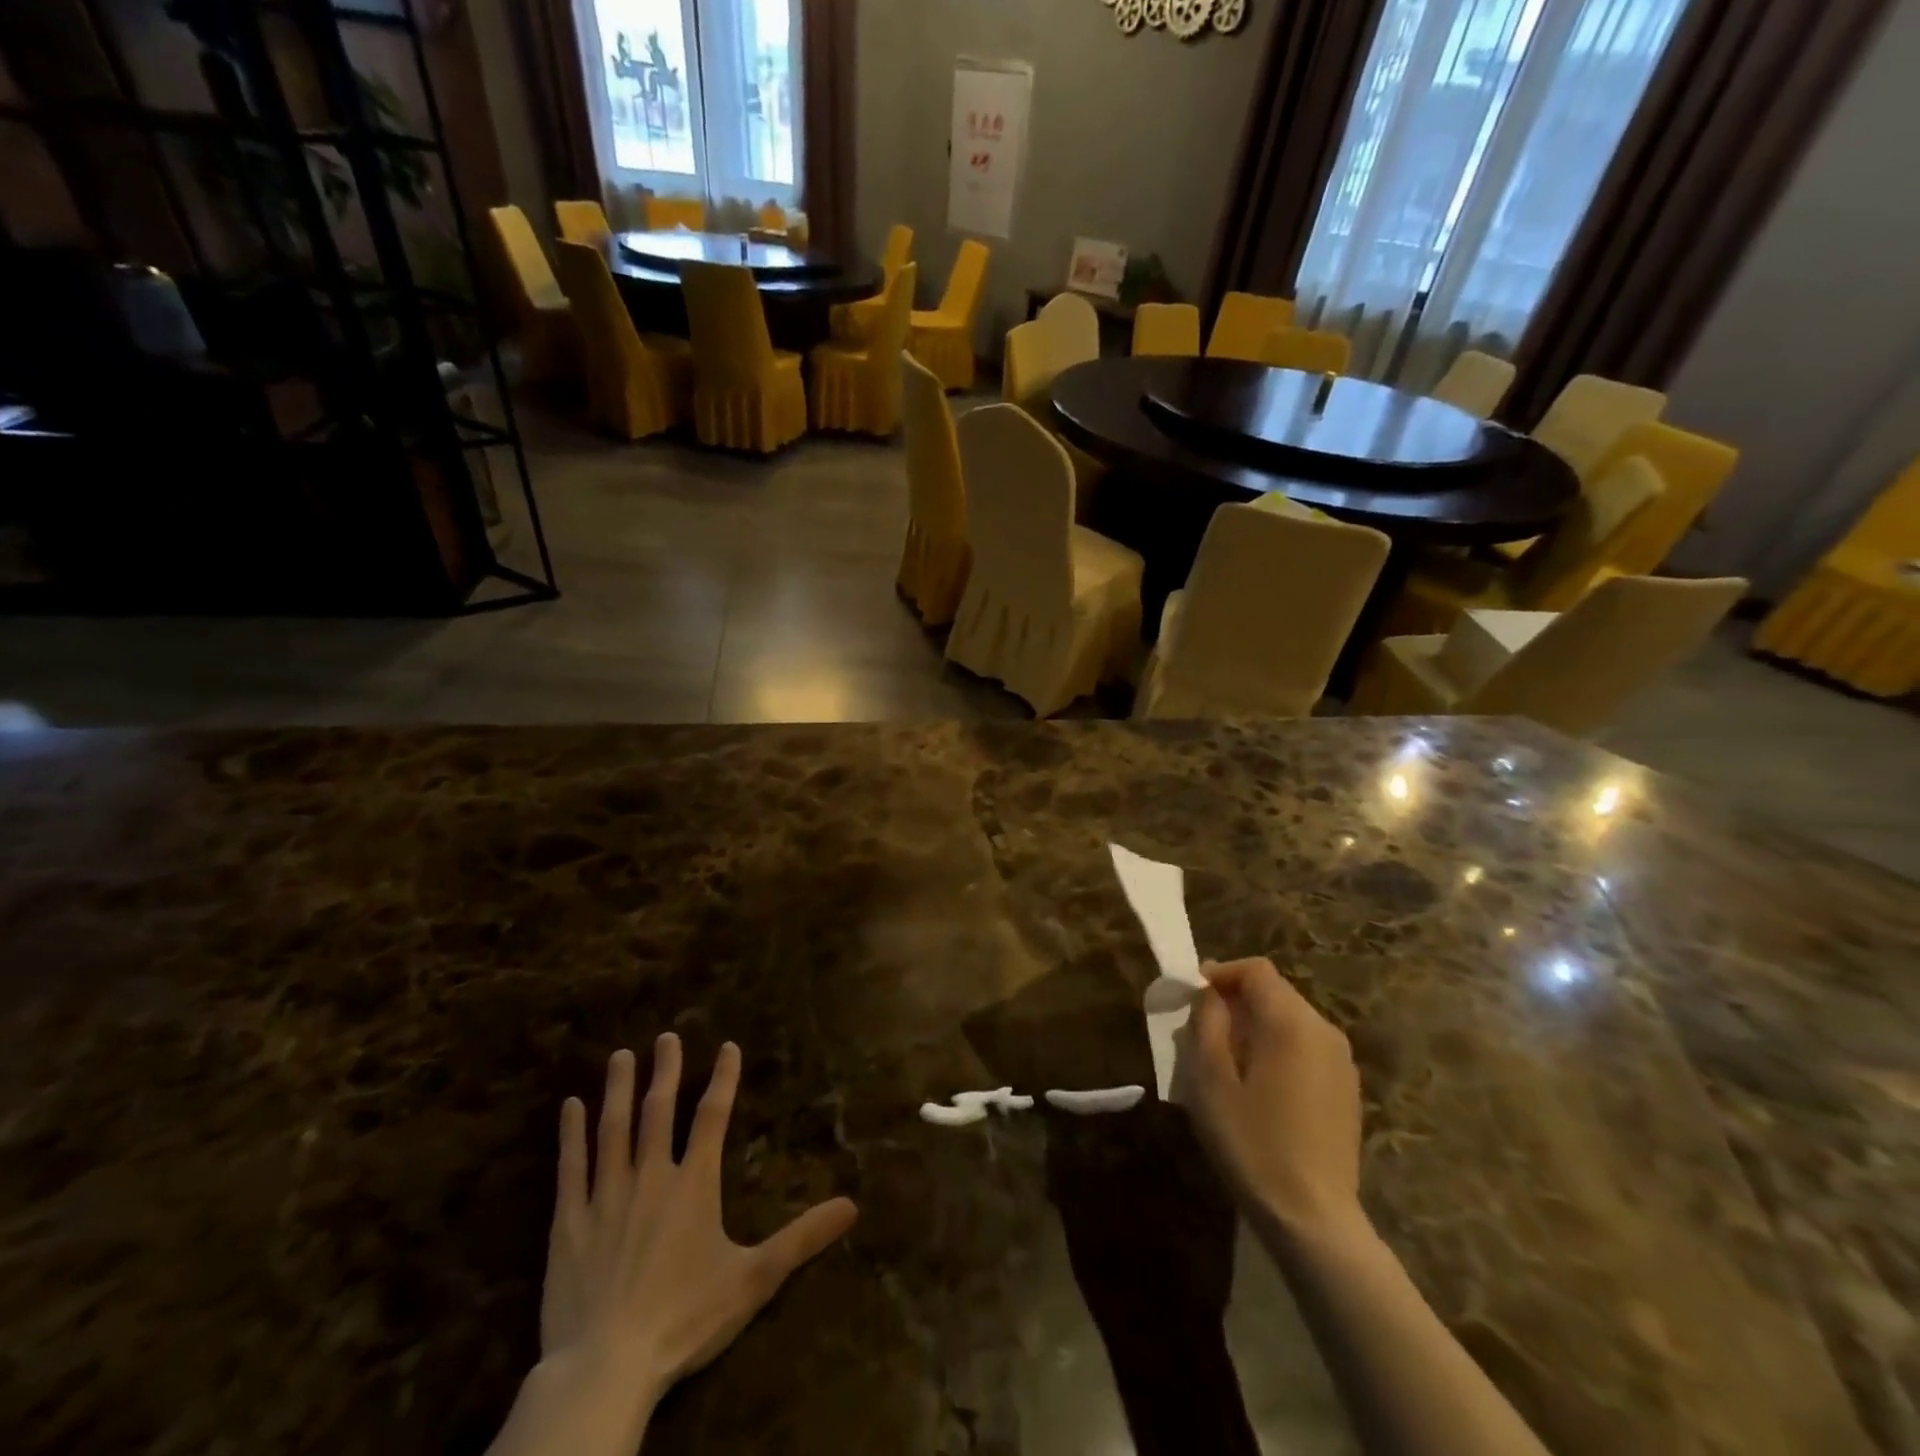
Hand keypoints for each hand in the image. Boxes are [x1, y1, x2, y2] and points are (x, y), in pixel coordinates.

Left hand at [524, 1037, 857, 1452]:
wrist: (606, 1367)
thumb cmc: (685, 1319)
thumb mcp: (754, 1279)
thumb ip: (802, 1238)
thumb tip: (852, 1206)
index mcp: (693, 1185)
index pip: (713, 1117)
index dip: (724, 1079)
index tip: (728, 1046)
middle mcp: (650, 1177)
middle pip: (658, 1111)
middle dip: (665, 1071)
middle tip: (666, 1036)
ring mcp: (605, 1197)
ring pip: (612, 1129)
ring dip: (618, 1089)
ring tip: (621, 1055)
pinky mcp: (568, 1223)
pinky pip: (570, 1168)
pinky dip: (570, 1134)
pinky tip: (569, 1107)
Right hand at [1182, 958, 1363, 1240]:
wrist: (1312, 1219)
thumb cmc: (1251, 1142)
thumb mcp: (1209, 1078)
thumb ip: (1207, 1022)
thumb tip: (1211, 994)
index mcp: (1292, 1023)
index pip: (1256, 970)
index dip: (1221, 973)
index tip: (1193, 996)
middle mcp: (1325, 1032)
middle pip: (1275, 993)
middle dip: (1236, 1001)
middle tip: (1202, 1032)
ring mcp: (1342, 1063)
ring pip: (1290, 1021)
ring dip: (1255, 1026)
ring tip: (1226, 1062)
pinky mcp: (1346, 1090)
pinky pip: (1305, 1048)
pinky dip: (1277, 1049)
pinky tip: (1259, 1089)